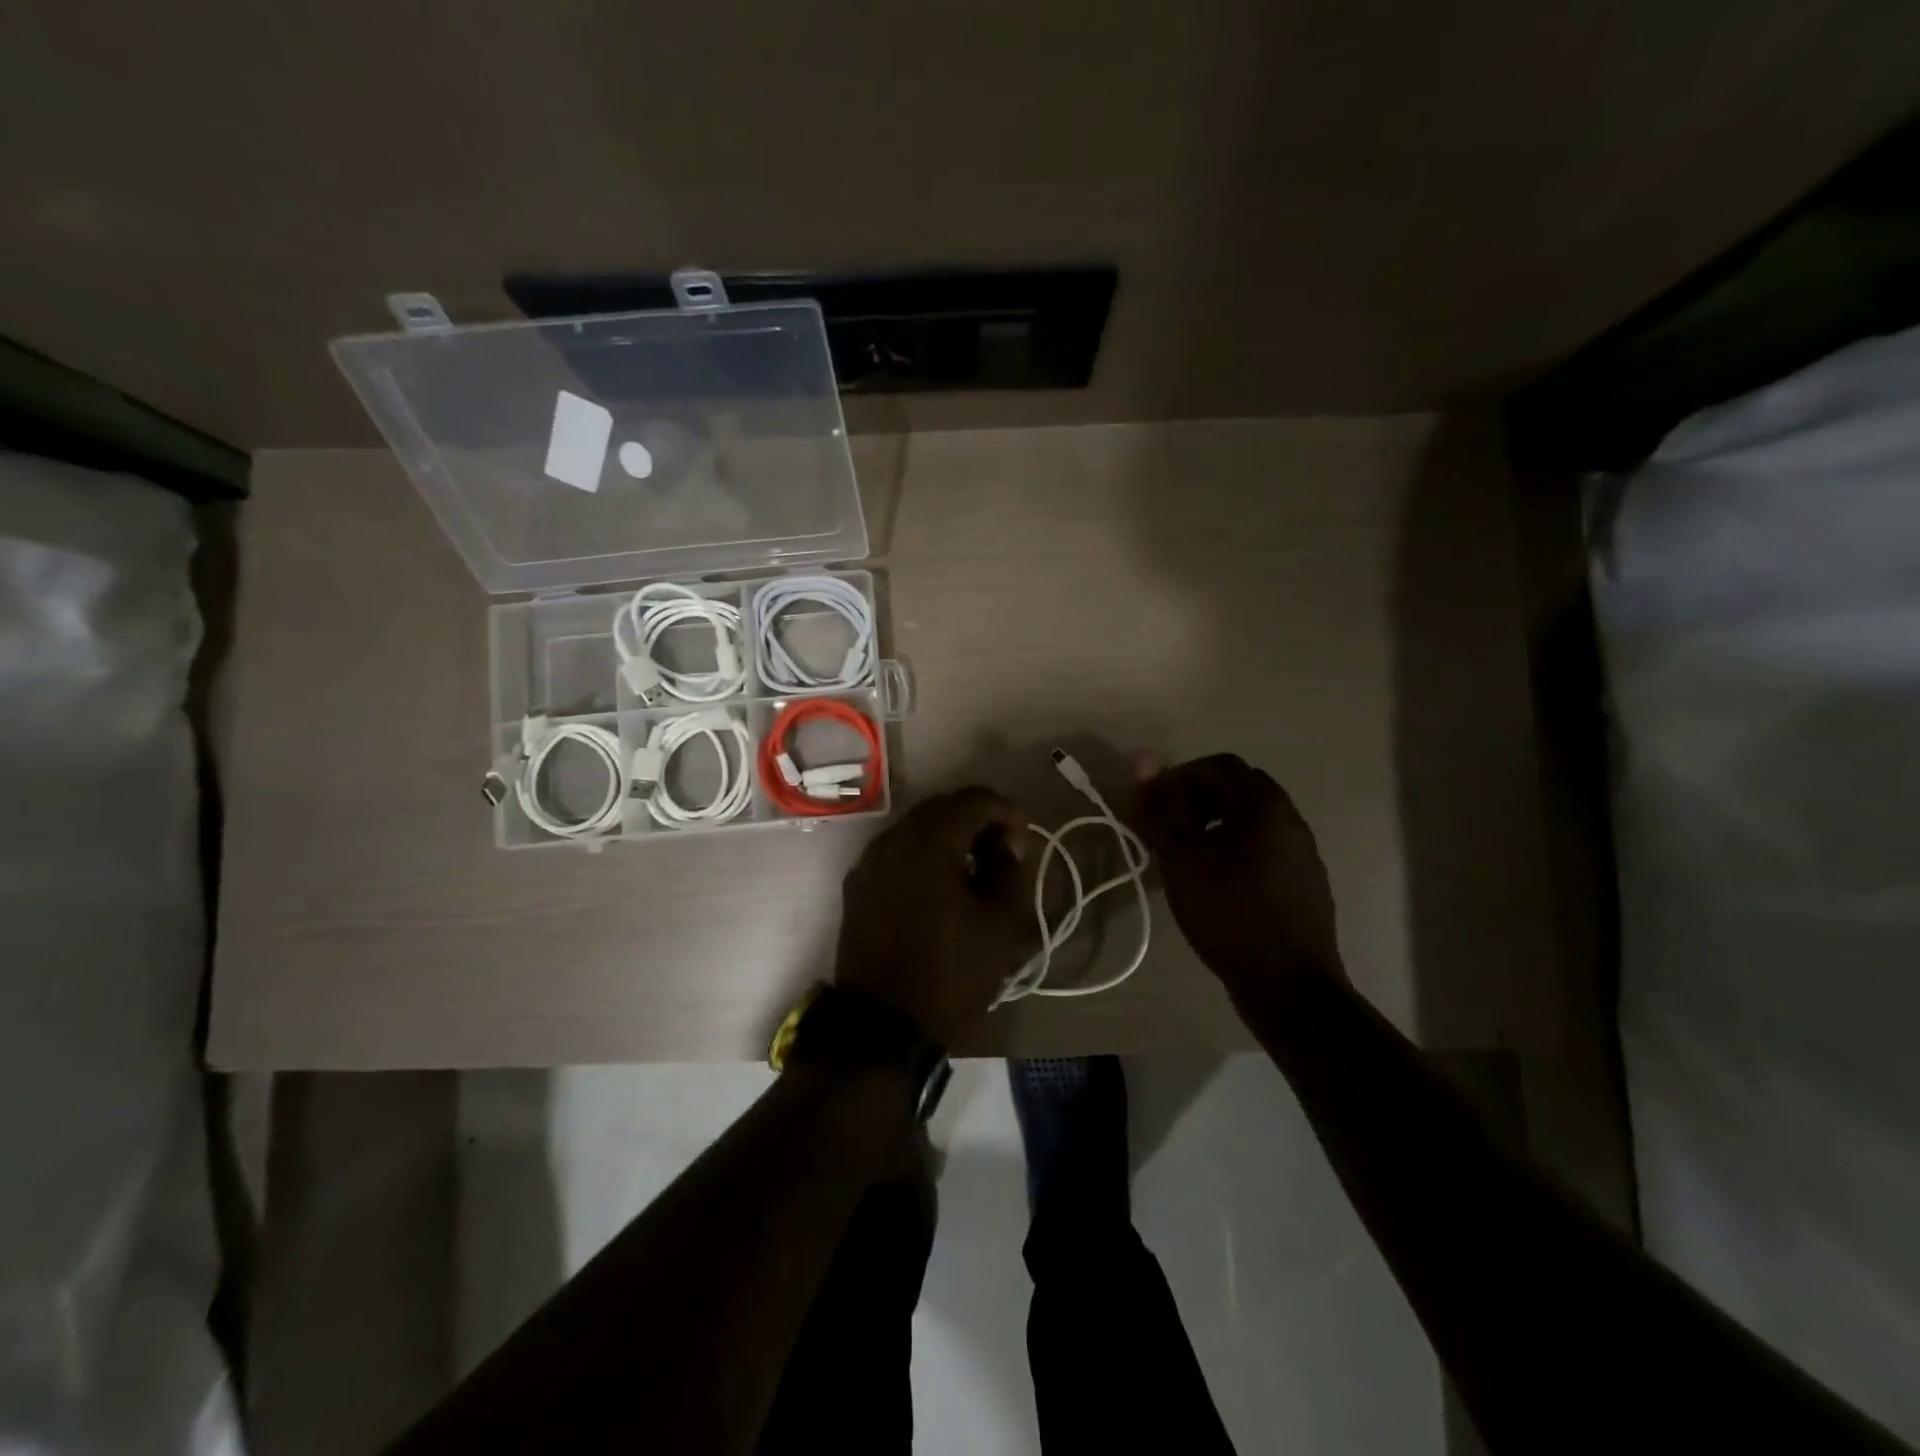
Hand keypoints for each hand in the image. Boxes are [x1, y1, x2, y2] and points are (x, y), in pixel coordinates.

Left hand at [835, 786, 1037, 1044]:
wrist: (882, 1027)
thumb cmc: (951, 975)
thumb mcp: (1001, 925)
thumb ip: (1010, 872)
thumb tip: (1004, 847)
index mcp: (930, 842)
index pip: (975, 799)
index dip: (1006, 813)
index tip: (1022, 847)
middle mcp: (893, 839)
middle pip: (943, 807)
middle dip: (978, 822)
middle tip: (1002, 858)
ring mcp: (869, 861)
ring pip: (918, 827)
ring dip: (950, 838)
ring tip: (973, 875)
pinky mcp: (857, 884)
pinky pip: (897, 851)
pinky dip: (924, 856)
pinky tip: (940, 890)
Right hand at [1137, 754, 1343, 992]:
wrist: (1288, 983)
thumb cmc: (1228, 912)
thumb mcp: (1182, 857)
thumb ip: (1163, 807)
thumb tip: (1145, 762)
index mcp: (1265, 805)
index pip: (1219, 765)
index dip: (1180, 776)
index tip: (1154, 803)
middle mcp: (1291, 820)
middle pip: (1239, 789)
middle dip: (1197, 799)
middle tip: (1166, 826)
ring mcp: (1304, 854)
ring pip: (1253, 821)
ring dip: (1216, 825)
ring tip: (1185, 855)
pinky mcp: (1306, 884)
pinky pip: (1265, 849)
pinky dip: (1235, 850)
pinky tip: (1216, 883)